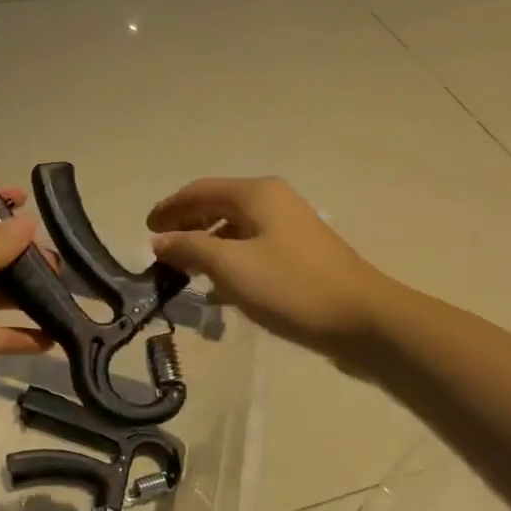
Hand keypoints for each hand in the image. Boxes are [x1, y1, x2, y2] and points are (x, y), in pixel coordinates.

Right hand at [148, 177, 381, 355]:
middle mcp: (274, 200)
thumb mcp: (231, 267)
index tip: (146, 230)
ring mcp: (291, 226)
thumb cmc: (292, 287)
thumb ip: (190, 248)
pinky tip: (222, 287)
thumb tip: (159, 240)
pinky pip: (253, 246)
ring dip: (208, 244)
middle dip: (187, 224)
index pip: (199, 191)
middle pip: (218, 205)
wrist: (365, 319)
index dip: (169, 208)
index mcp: (256, 194)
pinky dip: (231, 258)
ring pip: (236, 227)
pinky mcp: (301, 253)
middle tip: (162, 249)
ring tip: (187, 270)